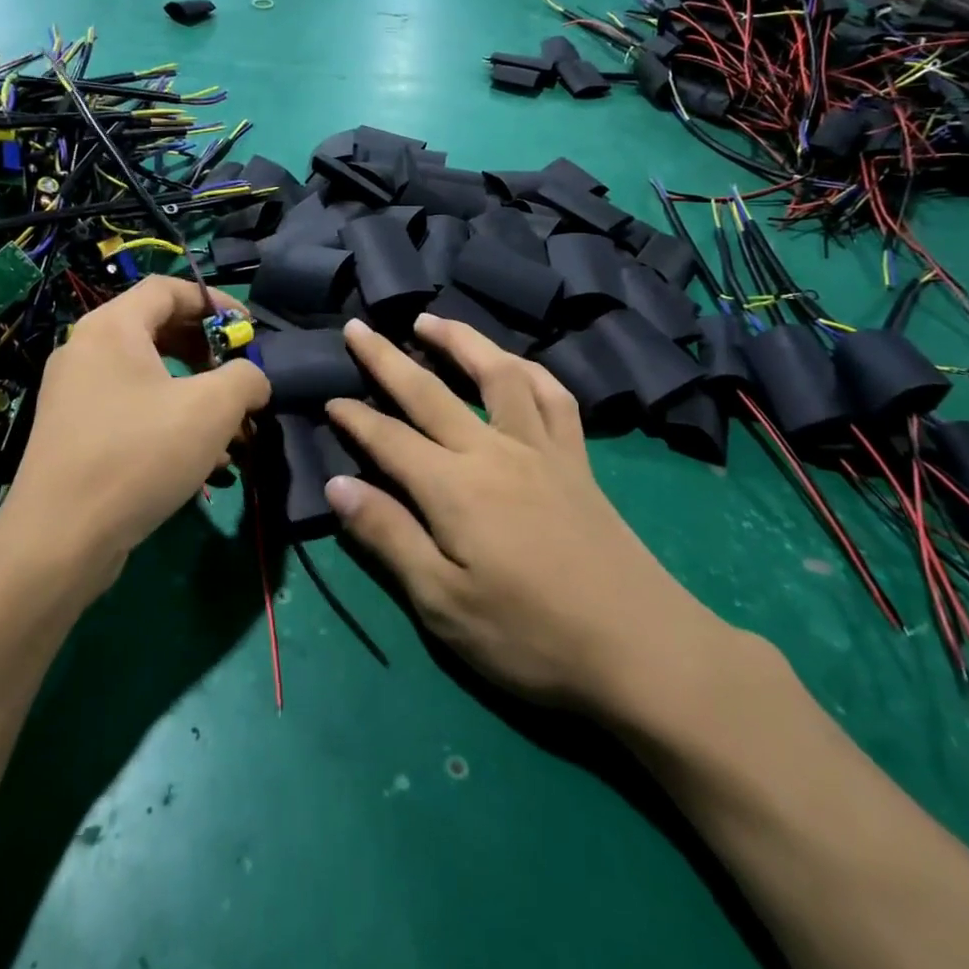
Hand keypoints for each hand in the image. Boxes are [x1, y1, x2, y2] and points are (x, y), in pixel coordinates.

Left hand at [0, 277, 269, 589]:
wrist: (60, 539)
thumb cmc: (140, 454)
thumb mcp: (213, 408)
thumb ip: (246, 377)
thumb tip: (253, 379)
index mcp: (112, 327)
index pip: (168, 289)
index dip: (216, 302)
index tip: (248, 330)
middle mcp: (86, 350)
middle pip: (158, 330)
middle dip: (208, 352)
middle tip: (239, 376)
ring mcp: (75, 394)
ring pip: (148, 376)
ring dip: (195, 393)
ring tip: (231, 429)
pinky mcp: (74, 434)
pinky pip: (131, 409)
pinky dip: (169, 421)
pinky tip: (202, 462)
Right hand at [324, 315, 722, 712]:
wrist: (641, 649)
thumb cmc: (530, 637)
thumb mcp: (443, 605)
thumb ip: (388, 537)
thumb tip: (337, 484)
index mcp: (453, 488)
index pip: (388, 440)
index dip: (354, 419)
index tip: (328, 398)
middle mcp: (493, 451)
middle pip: (430, 391)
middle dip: (387, 358)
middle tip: (358, 328)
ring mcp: (541, 448)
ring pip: (497, 374)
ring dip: (461, 340)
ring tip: (431, 319)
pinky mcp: (577, 459)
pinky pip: (555, 398)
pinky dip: (531, 371)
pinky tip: (516, 363)